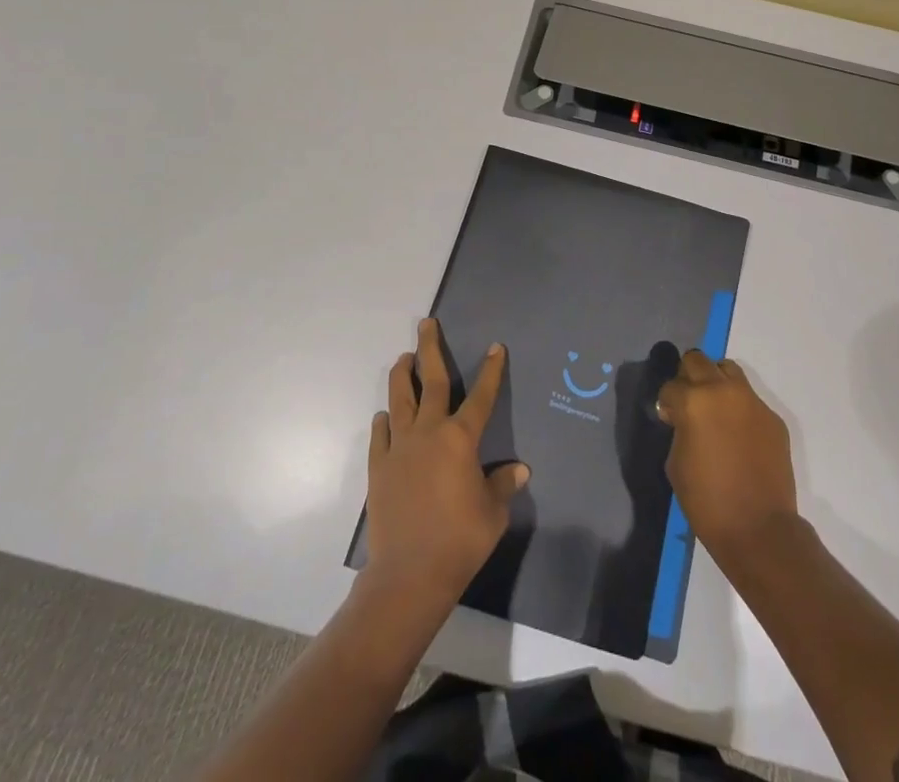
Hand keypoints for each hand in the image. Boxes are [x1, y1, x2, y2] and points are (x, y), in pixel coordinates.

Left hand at [364, 318, 528, 608]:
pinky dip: (384, 420)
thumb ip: (503, 485)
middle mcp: (428, 432)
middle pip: (430, 381)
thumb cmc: (460, 540)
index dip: (491, 370)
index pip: (481, 395)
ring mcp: (399, 448)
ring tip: (403, 357)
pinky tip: (385, 415)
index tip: (496, 347)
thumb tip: (518, 470)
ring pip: (399, 399)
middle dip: (430, 349)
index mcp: (460, 439)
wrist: (409, 575)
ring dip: (402, 375)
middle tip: (426, 324)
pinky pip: (381, 434)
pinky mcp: (379, 468)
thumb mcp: (493, 513)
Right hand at [656, 350, 798, 562]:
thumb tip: (682, 418)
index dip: (667, 403)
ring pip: (727, 370)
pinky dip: (738, 408)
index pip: (671, 385)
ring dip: (715, 382)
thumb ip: (678, 428)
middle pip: (698, 360)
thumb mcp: (676, 463)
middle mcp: (722, 390)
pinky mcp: (772, 417)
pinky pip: (749, 399)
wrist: (759, 528)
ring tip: (714, 409)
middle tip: (688, 403)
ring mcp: (751, 401)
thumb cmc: (707, 500)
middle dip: (688, 378)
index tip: (669, 419)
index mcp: (694, 401)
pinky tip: (738, 435)